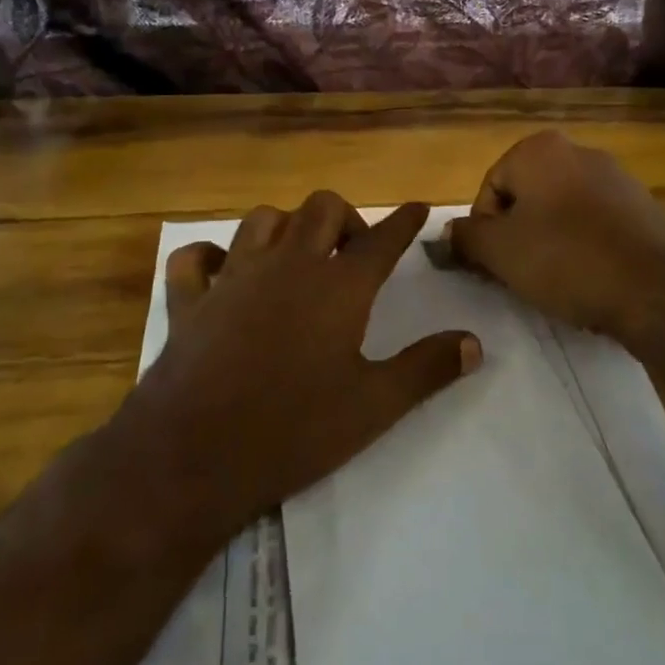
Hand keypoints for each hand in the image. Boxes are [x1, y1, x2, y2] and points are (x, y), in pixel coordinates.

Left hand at [111, 194, 478, 545]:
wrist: (194, 457)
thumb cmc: (294, 431)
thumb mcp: (374, 406)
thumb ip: (427, 369)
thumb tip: (475, 342)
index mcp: (338, 287)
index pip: (382, 239)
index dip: (405, 221)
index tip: (417, 207)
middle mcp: (288, 266)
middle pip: (322, 209)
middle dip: (346, 218)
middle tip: (355, 251)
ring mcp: (233, 278)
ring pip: (263, 219)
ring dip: (287, 226)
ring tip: (299, 255)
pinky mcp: (190, 301)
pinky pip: (195, 259)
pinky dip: (210, 255)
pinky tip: (222, 270)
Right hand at [446, 130, 664, 341]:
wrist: (653, 289)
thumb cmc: (565, 259)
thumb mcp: (498, 251)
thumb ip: (465, 237)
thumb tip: (446, 234)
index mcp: (540, 149)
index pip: (490, 188)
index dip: (483, 230)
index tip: (492, 264)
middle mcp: (579, 151)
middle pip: (526, 196)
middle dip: (516, 234)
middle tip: (517, 273)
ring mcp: (616, 177)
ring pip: (560, 211)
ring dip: (548, 241)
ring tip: (553, 280)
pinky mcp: (642, 207)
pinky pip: (595, 224)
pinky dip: (583, 246)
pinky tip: (587, 277)